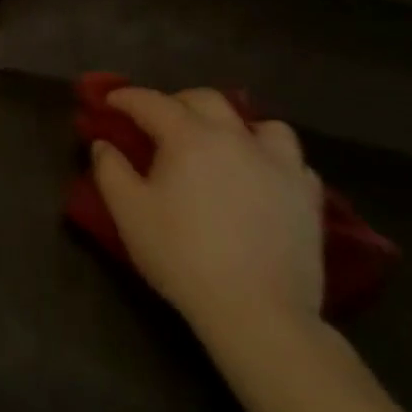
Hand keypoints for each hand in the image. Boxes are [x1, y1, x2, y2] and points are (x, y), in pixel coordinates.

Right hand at [90, 87, 323, 343]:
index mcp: (189, 136)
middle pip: (206, 100)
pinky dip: (272, 160)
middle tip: (160, 122)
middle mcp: (235, 138)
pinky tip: (261, 178)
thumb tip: (104, 143)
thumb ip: (110, 169)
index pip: (151, 102)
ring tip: (222, 145)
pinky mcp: (308, 198)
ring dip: (236, 126)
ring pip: (261, 124)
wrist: (258, 313)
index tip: (109, 101)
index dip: (126, 98)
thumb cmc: (183, 256)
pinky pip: (292, 161)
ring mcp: (279, 165)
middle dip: (177, 102)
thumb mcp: (129, 212)